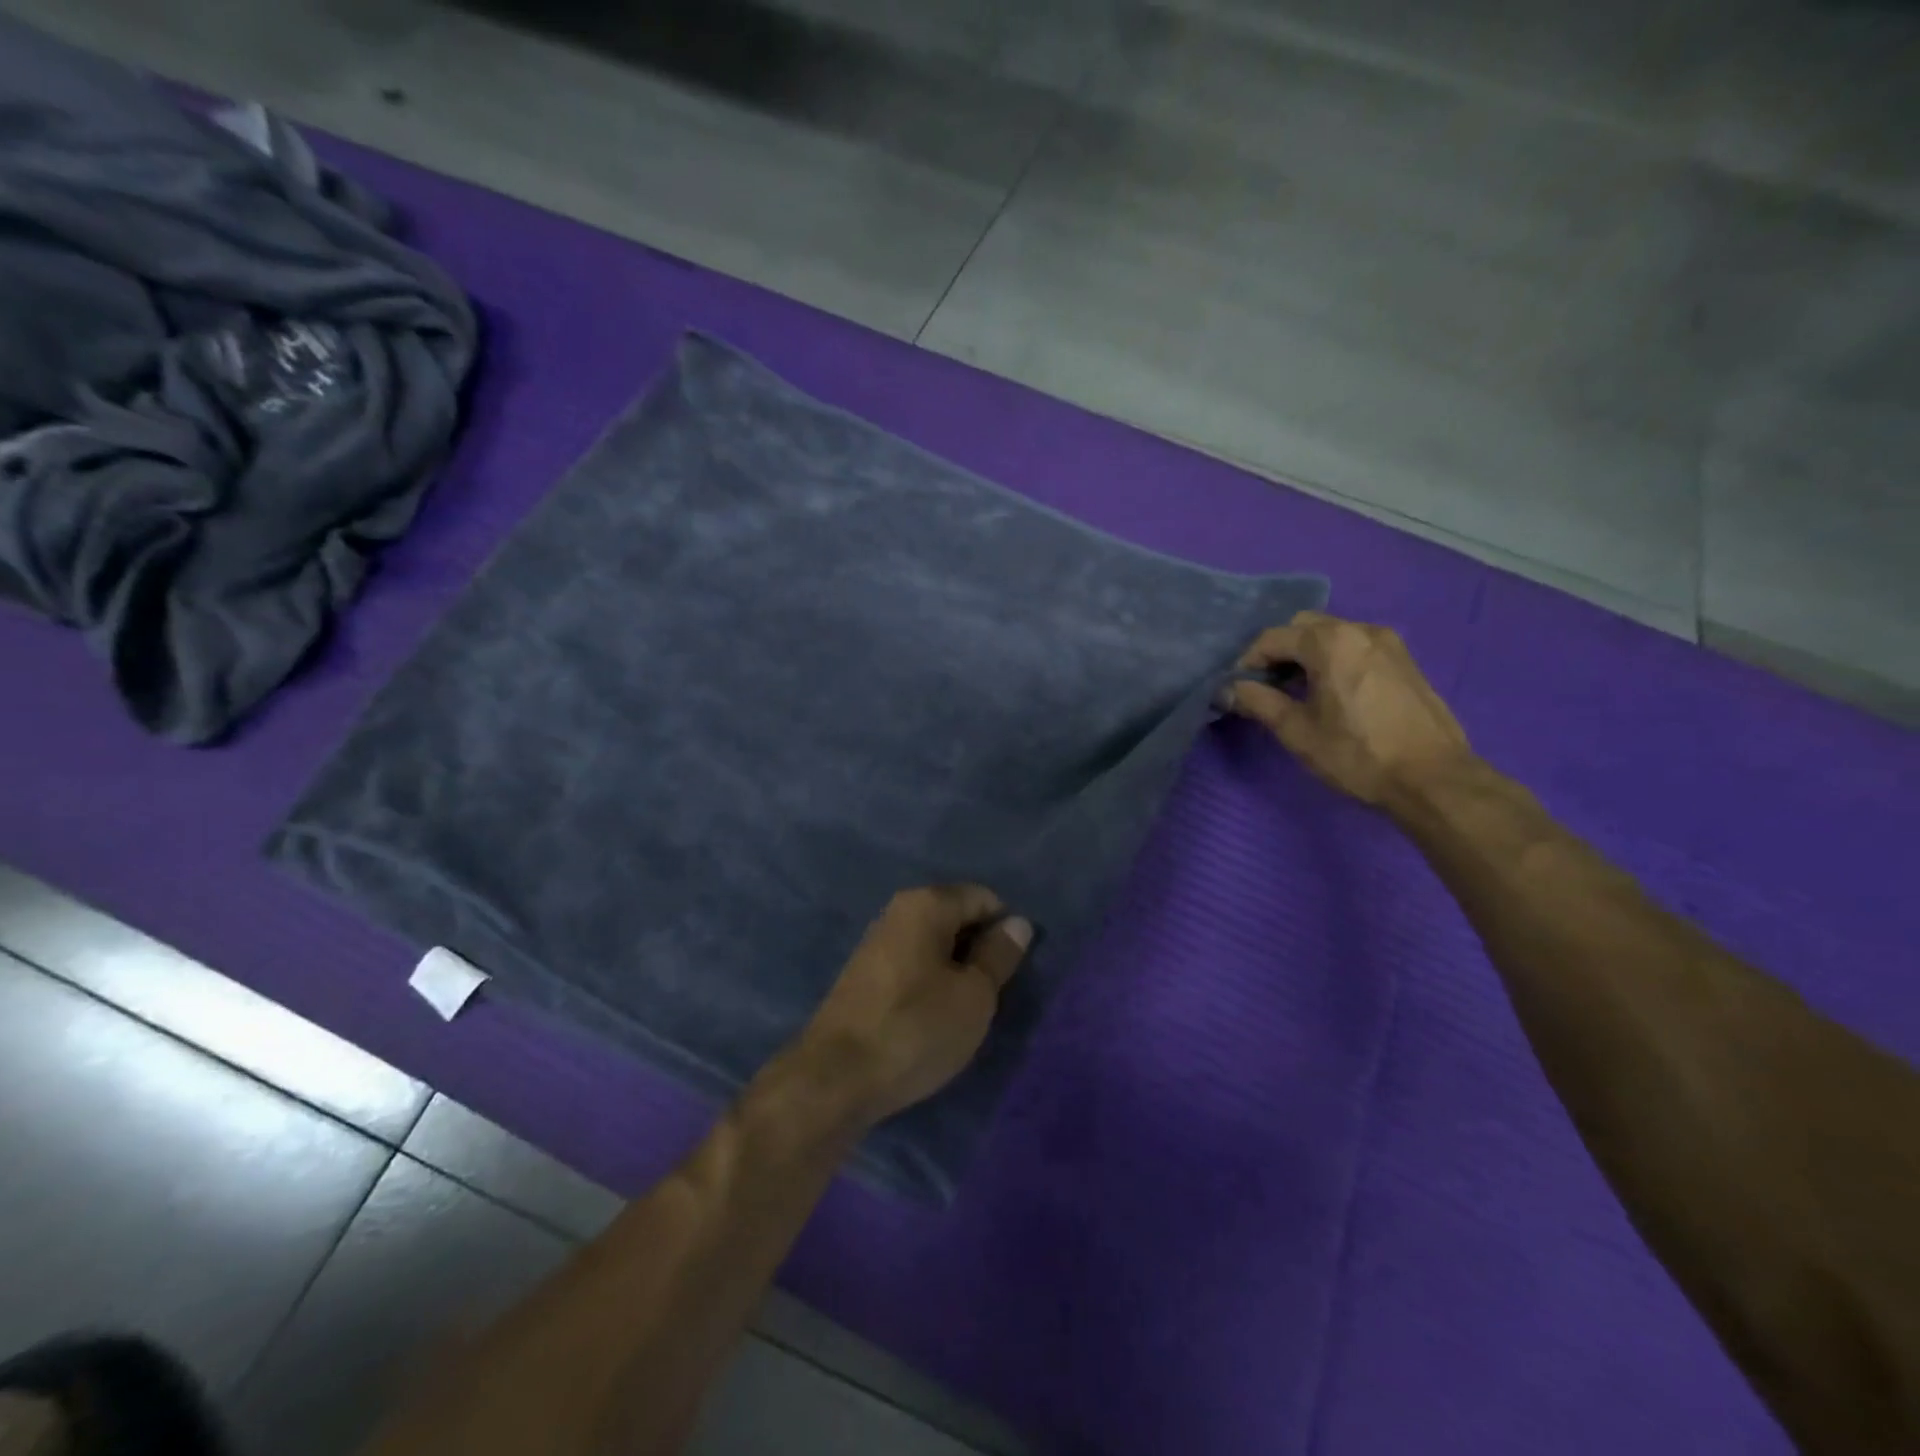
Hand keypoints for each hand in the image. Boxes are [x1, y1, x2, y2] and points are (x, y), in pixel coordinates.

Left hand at [797, 886, 1031, 1124]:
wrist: (836, 1078)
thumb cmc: (916, 1028)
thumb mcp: (974, 995)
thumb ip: (999, 954)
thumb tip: (1017, 923)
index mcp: (926, 903)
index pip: (983, 898)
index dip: (1005, 931)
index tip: (1010, 973)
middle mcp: (898, 910)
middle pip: (957, 917)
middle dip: (979, 950)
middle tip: (990, 996)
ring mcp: (877, 941)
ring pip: (934, 944)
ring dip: (955, 970)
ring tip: (962, 1011)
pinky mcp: (865, 973)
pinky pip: (913, 964)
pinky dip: (930, 982)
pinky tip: (932, 1018)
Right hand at [1226, 611, 1473, 806]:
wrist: (1434, 779)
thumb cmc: (1357, 754)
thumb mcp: (1297, 731)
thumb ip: (1259, 702)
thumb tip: (1229, 690)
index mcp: (1330, 642)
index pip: (1273, 638)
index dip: (1248, 662)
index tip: (1238, 688)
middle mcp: (1360, 630)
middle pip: (1304, 627)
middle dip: (1279, 651)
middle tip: (1266, 686)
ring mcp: (1389, 643)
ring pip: (1333, 635)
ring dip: (1307, 655)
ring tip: (1297, 692)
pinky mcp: (1405, 660)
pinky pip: (1356, 647)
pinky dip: (1334, 659)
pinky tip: (1331, 693)